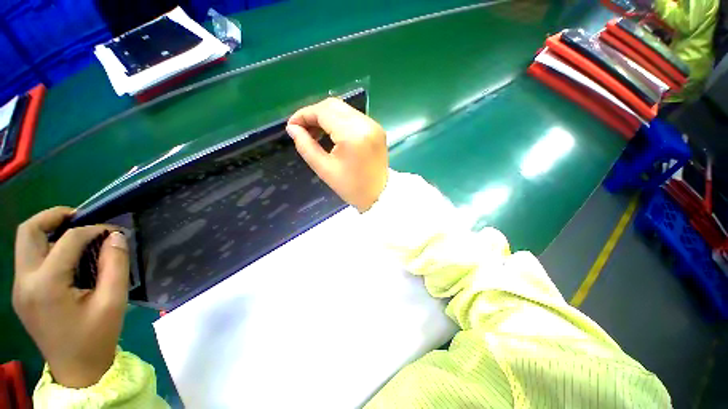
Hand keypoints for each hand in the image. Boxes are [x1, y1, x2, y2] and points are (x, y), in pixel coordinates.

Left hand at [13, 207, 129, 387]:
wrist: (77, 370)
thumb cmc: (96, 337)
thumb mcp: (112, 302)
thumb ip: (115, 265)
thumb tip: (116, 237)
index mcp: (46, 285)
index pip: (67, 241)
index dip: (93, 229)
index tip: (114, 232)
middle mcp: (25, 282)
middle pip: (28, 231)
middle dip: (54, 216)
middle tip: (81, 217)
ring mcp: (20, 288)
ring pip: (24, 242)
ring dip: (48, 230)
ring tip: (75, 233)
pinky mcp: (22, 293)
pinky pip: (29, 258)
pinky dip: (46, 246)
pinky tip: (66, 255)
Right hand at [287, 97, 388, 211]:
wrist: (378, 195)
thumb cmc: (351, 187)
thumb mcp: (324, 169)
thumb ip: (306, 146)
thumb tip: (292, 128)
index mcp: (353, 134)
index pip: (323, 112)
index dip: (303, 115)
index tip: (291, 126)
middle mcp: (365, 123)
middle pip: (333, 105)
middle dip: (314, 114)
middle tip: (303, 130)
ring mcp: (373, 125)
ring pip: (343, 109)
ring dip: (326, 117)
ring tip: (315, 133)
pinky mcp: (377, 129)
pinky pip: (353, 117)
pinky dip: (338, 121)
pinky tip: (331, 134)